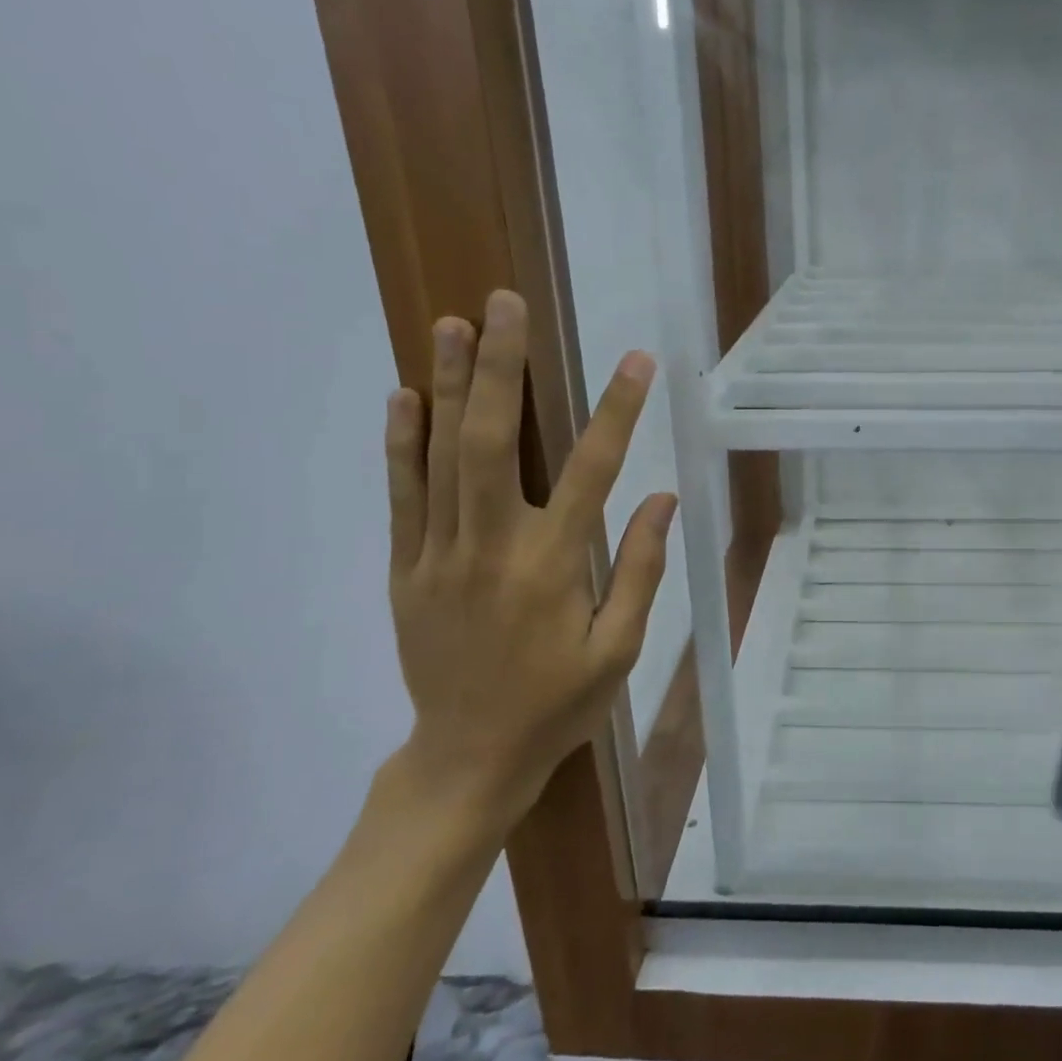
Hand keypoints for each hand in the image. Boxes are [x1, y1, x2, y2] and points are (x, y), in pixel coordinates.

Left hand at [383, 289, 676, 836]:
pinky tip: (404, 394)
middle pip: (491, 441)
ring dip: (448, 384)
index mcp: (552, 567)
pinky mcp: (404, 568)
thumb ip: (638, 569)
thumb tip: (660, 498)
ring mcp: (437, 555)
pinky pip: (401, 495)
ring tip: (452, 322)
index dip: (617, 410)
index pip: (591, 471)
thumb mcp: (618, 648)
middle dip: (501, 366)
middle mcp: (490, 548)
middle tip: (504, 303)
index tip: (636, 360)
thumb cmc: (558, 703)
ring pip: (440, 455)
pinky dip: (401, 442)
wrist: (468, 757)